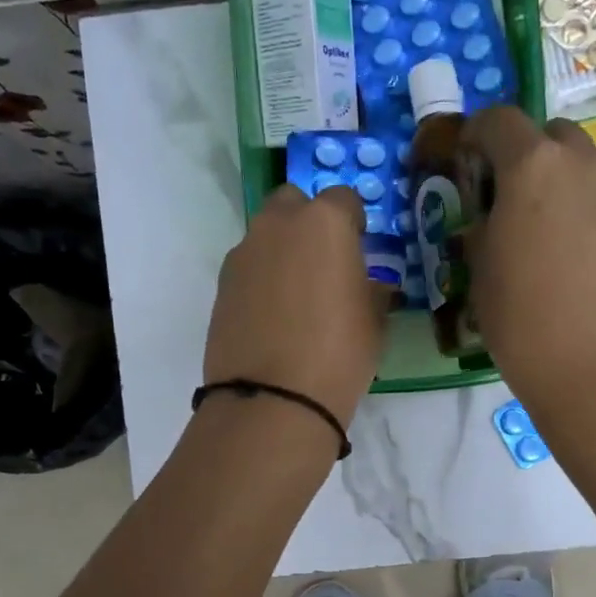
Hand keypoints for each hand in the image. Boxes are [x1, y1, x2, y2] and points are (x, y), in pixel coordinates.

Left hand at [203, 184, 390, 429]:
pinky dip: (262, 279)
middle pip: (294, 202)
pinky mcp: (221, 285)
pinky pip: (248, 268)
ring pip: (266, 235)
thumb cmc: (339, 353)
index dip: (354, 222)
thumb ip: (372, 290)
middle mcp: (278, 225)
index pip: (343, 199)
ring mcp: (243, 254)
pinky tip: (273, 316)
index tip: (360, 248)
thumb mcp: (374, 321)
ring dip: (283, 250)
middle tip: (325, 262)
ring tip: (298, 295)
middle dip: (309, 222)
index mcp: (324, 222)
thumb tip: (369, 285)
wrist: (273, 397)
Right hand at [463, 108, 595, 429]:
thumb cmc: (526, 328)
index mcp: (534, 170)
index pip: (501, 121)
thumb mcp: (481, 278)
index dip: (481, 134)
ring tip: (573, 248)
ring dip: (579, 194)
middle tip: (525, 206)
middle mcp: (590, 166)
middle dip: (536, 158)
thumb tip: (493, 220)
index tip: (474, 158)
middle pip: (558, 137)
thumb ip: (484, 231)